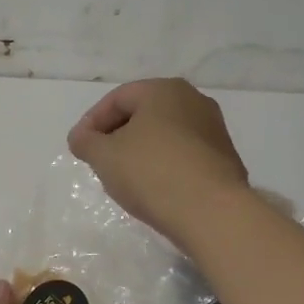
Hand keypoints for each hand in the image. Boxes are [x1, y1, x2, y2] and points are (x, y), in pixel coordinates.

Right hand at [67, 78, 250, 249]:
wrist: (212, 213)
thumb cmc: (151, 173)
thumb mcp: (104, 156)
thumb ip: (85, 141)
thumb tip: (81, 137)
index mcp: (164, 90)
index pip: (117, 99)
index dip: (92, 122)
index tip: (79, 148)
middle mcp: (194, 100)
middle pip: (143, 114)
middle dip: (116, 136)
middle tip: (100, 161)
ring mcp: (214, 130)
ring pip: (164, 135)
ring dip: (140, 151)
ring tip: (125, 178)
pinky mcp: (224, 158)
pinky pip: (183, 155)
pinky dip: (163, 165)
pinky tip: (154, 189)